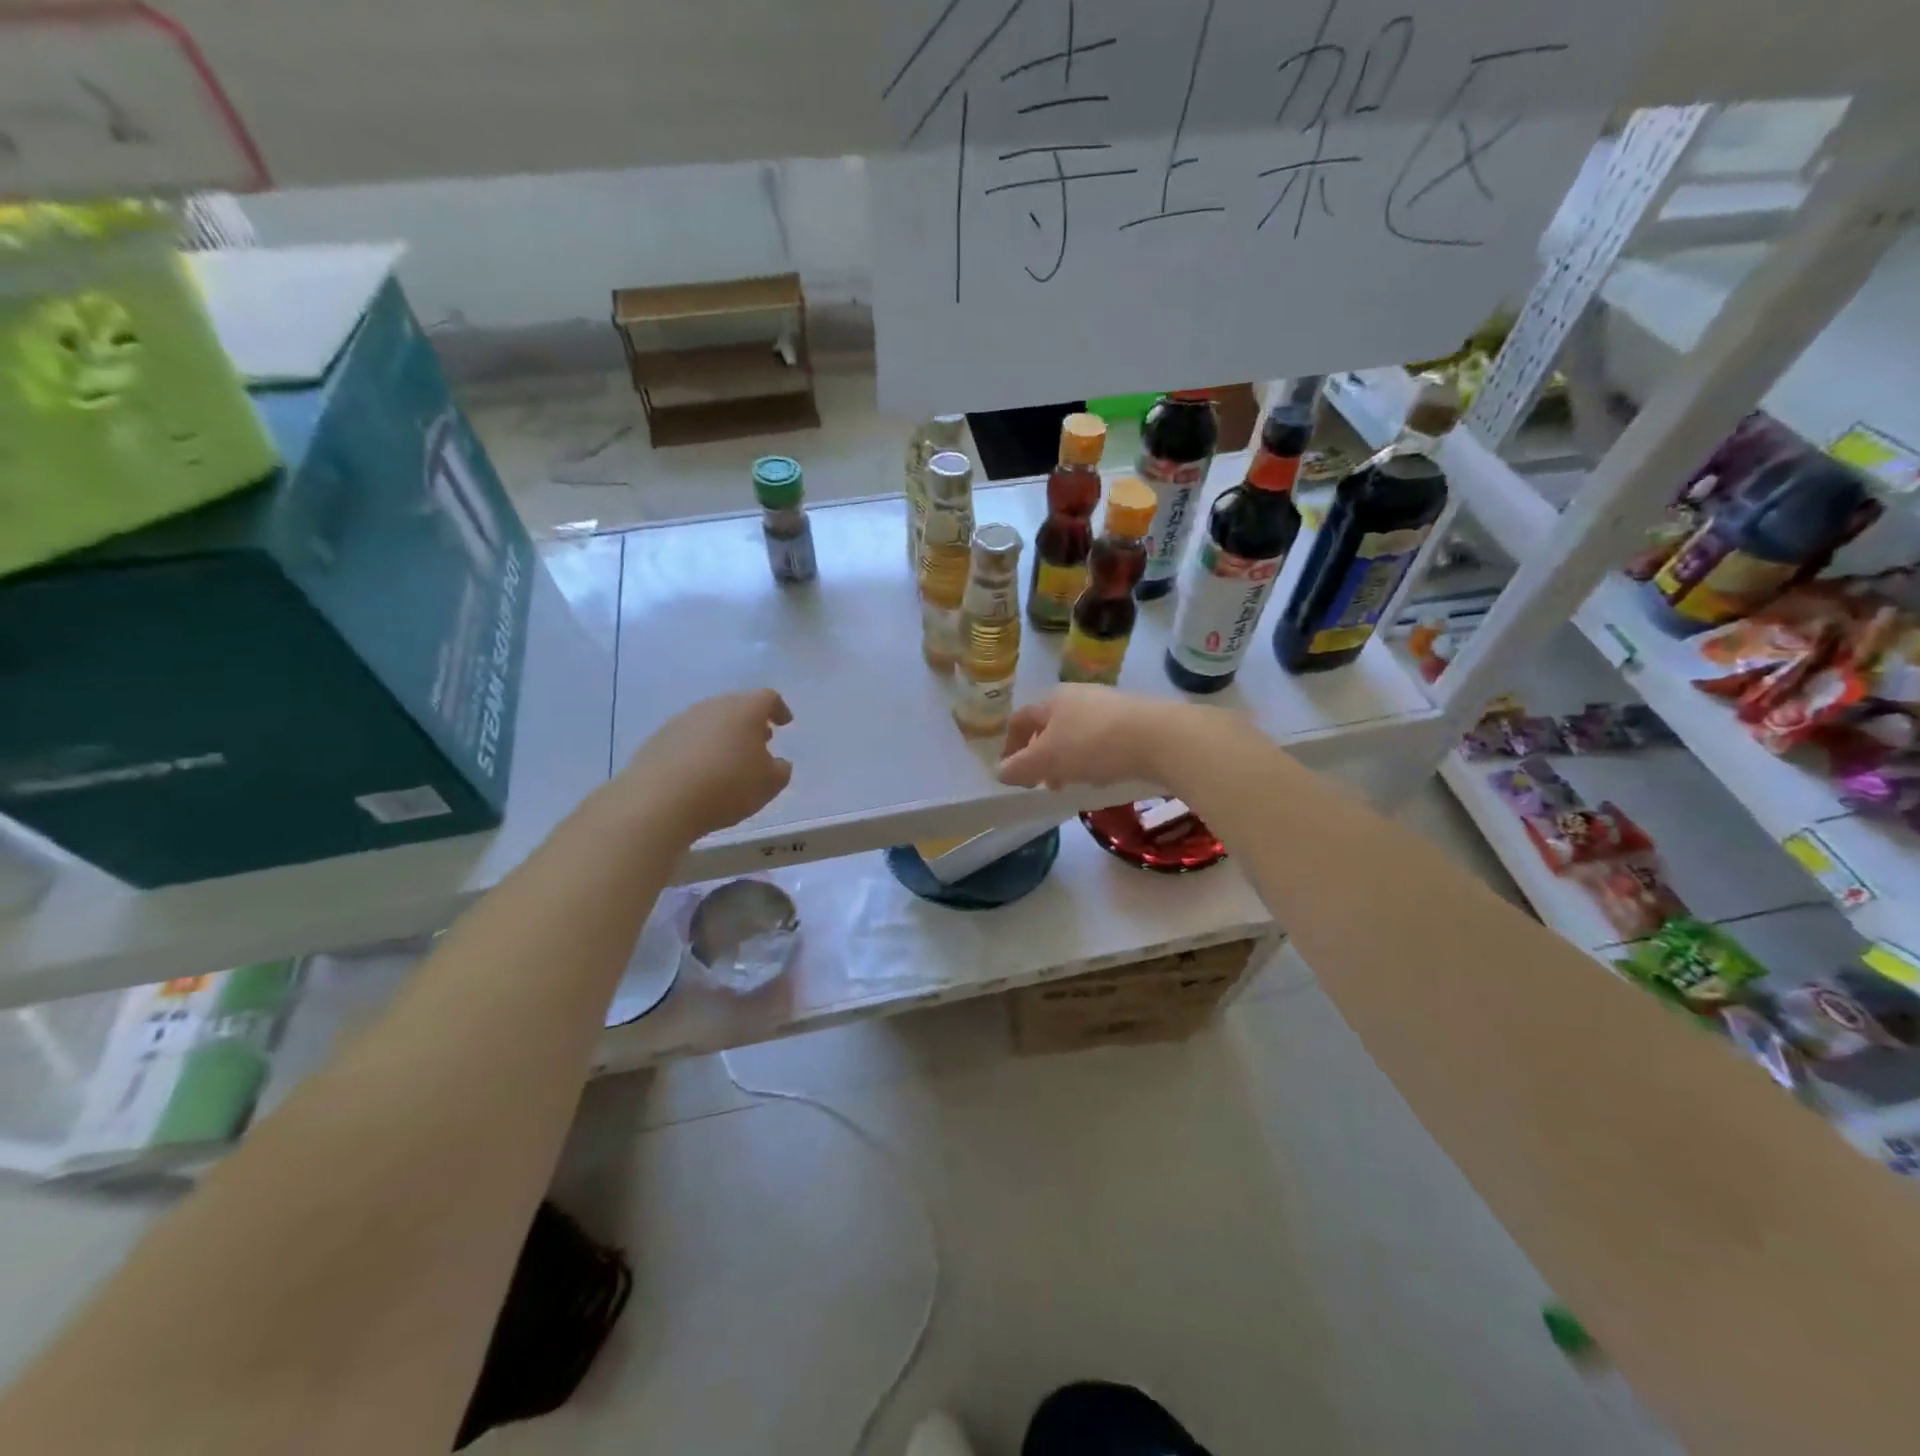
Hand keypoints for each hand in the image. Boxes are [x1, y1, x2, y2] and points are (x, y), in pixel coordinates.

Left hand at [617, 689, 793, 839]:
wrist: (659, 801)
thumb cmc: (726, 786)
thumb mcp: (769, 784)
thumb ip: (780, 769)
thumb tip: (776, 762)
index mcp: (744, 710)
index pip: (767, 698)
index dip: (779, 709)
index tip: (784, 723)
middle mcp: (712, 707)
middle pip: (736, 706)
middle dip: (750, 722)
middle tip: (760, 742)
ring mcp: (681, 721)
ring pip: (710, 721)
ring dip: (723, 735)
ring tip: (729, 760)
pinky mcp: (658, 739)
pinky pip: (688, 738)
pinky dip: (699, 749)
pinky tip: (701, 773)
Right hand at [997, 685, 1181, 790]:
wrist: (1159, 737)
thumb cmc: (1092, 744)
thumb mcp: (1047, 760)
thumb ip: (1020, 767)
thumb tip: (1000, 771)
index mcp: (1052, 700)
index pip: (1021, 720)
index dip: (1011, 746)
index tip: (1012, 772)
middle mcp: (1079, 695)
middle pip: (1051, 727)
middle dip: (1043, 756)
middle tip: (1045, 783)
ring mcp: (1109, 706)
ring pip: (1078, 734)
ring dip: (1069, 759)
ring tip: (1076, 783)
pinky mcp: (1134, 720)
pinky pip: (1104, 740)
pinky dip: (1096, 758)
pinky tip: (1106, 776)